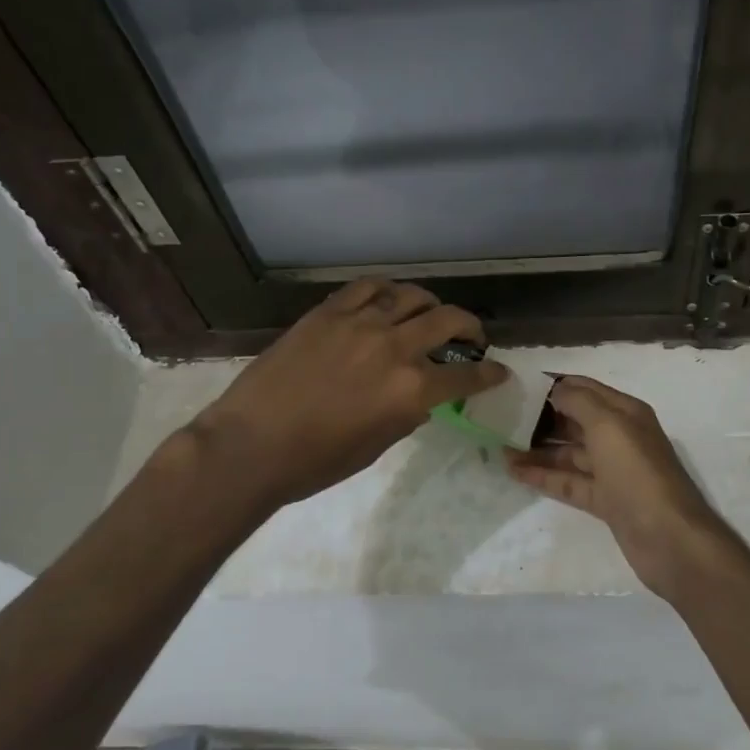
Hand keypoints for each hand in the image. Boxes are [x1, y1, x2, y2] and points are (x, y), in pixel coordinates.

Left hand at [188, 279, 505, 509]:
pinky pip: (367, 288)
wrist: (252, 444)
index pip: (465, 376)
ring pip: (409, 296)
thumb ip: (406, 415)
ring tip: (430, 311)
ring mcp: (359, 323)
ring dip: (429, 303)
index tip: (498, 370)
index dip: (488, 373)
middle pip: (447, 320)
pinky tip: (388, 299)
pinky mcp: (328, 312)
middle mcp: (394, 348)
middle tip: (471, 336)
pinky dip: (386, 290)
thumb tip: (419, 399)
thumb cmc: (315, 462)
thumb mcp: (375, 446)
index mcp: (410, 391)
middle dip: (469, 326)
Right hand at [505, 376, 730, 597]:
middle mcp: (619, 437)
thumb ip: (579, 401)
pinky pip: (568, 481)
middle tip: (503, 415)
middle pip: (575, 420)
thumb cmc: (637, 472)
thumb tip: (556, 389)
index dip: (554, 384)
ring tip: (500, 445)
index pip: (585, 388)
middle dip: (542, 416)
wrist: (668, 538)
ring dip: (537, 448)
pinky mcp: (604, 500)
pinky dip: (543, 475)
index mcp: (625, 412)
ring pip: (568, 452)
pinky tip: (514, 471)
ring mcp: (612, 471)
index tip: (519, 384)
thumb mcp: (608, 425)